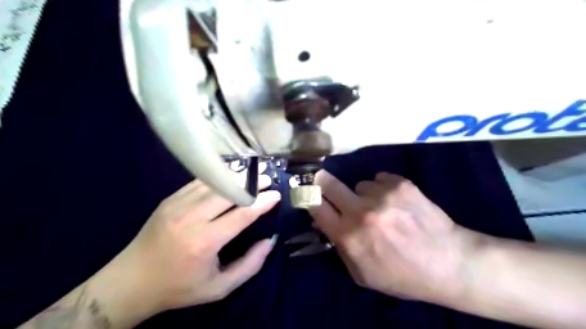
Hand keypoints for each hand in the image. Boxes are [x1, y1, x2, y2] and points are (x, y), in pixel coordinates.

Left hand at [117, 171, 281, 314]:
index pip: (242, 214)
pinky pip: (199, 182)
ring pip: (215, 182)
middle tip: (267, 178)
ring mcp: (177, 205)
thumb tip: (270, 240)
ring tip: (253, 173)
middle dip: (252, 183)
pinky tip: (230, 176)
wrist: (131, 282)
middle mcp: (191, 218)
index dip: (262, 202)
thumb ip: (250, 265)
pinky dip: (218, 177)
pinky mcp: (169, 199)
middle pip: (229, 191)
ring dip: (237, 176)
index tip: (276, 194)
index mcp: (205, 241)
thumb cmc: (179, 287)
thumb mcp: (219, 287)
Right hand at [308, 171, 472, 304]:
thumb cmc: (402, 275)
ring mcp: (382, 195)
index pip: (314, 205)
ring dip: (363, 194)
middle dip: (322, 182)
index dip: (307, 196)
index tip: (305, 190)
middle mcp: (361, 212)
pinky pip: (379, 179)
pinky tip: (396, 203)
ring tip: (380, 208)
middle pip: (327, 183)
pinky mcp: (401, 184)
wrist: (449, 263)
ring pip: (358, 184)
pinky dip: (383, 188)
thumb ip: (338, 246)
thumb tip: (322, 220)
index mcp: (348, 236)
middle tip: (324, 182)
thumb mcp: (361, 273)